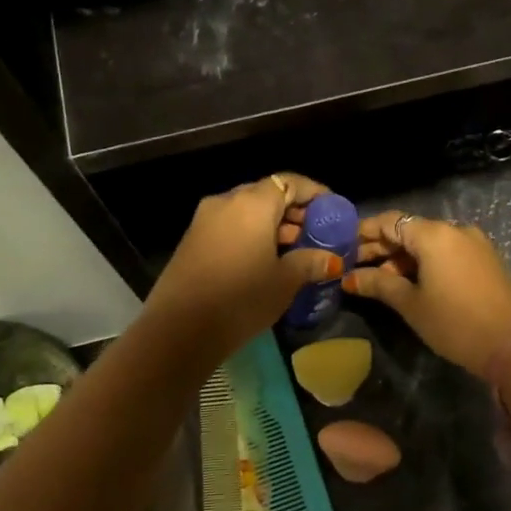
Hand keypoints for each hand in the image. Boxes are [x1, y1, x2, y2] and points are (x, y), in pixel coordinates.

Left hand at [142, 173, 344, 359]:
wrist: (180, 328)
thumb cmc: (241, 298)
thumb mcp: (284, 282)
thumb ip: (310, 262)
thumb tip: (331, 259)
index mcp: (252, 203)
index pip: (289, 181)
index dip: (313, 192)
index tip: (331, 209)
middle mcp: (226, 202)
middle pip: (266, 194)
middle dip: (292, 210)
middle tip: (314, 233)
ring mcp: (204, 220)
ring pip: (246, 211)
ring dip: (271, 225)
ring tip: (293, 250)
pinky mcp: (191, 240)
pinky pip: (229, 226)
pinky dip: (250, 234)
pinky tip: (263, 260)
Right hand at [341, 212, 510, 374]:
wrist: (510, 346)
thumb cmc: (453, 323)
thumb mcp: (410, 304)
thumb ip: (378, 284)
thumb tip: (348, 278)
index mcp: (434, 235)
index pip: (390, 221)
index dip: (364, 232)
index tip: (344, 247)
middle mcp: (455, 230)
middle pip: (409, 230)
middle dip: (382, 247)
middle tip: (356, 266)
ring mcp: (475, 243)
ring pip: (429, 242)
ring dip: (404, 257)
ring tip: (382, 281)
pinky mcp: (486, 259)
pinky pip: (448, 251)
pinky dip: (427, 261)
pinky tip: (412, 282)